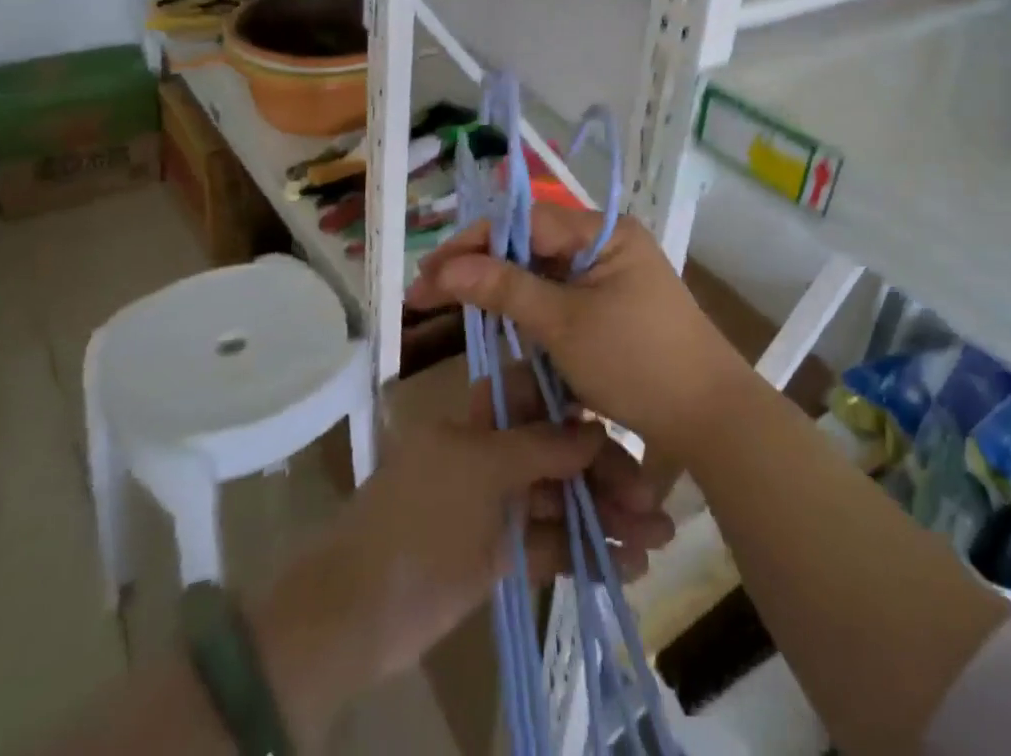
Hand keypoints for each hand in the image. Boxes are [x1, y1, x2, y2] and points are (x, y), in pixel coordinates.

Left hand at [251, 364, 673, 747]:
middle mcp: (493, 454)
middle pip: (560, 452)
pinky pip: (551, 544)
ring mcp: (498, 505)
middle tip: (654, 502)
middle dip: (607, 473)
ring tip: (657, 538)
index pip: (540, 397)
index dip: (583, 407)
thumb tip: (595, 427)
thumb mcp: (479, 471)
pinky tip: (627, 566)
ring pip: (562, 500)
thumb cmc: (417, 520)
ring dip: (607, 516)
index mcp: (480, 420)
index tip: (627, 419)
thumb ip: (540, 447)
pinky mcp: (502, 552)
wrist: (352, 614)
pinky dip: (585, 552)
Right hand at [407, 205, 755, 458]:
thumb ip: (505, 289)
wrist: (707, 416)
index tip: (430, 271)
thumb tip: (446, 267)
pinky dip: (526, 313)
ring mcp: (608, 278)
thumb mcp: (564, 323)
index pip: (526, 221)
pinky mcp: (608, 309)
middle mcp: (606, 245)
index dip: (474, 241)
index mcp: (604, 233)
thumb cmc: (637, 361)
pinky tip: (493, 324)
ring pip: (540, 275)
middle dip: (480, 267)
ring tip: (450, 305)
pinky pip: (558, 300)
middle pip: (530, 245)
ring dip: (499, 292)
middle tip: (427, 292)